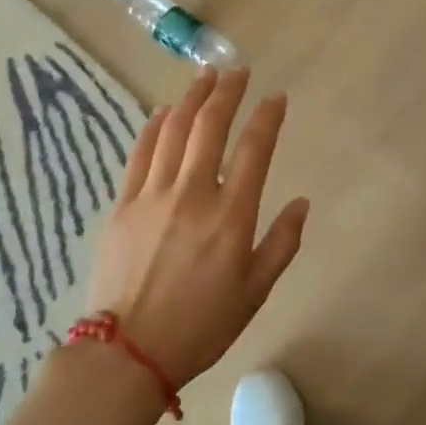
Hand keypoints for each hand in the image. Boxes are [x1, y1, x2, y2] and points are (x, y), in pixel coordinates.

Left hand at [87, 68, 308, 388]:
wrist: (127, 353)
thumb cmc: (201, 326)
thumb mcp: (255, 292)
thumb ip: (282, 243)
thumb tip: (302, 203)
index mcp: (231, 215)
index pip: (255, 148)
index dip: (268, 117)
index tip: (276, 97)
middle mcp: (193, 193)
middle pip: (210, 125)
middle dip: (228, 91)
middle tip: (238, 70)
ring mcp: (153, 195)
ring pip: (173, 130)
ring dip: (191, 97)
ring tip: (205, 76)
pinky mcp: (123, 204)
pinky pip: (140, 153)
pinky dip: (153, 126)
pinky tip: (161, 112)